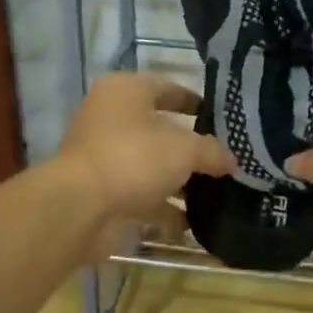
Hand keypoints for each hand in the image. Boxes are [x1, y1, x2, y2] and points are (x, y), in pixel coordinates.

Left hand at [55, 73, 233, 244]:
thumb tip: (232, 161)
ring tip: (214, 196)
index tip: (222, 120)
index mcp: (125, 91)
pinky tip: (190, 224)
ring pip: (149, 165)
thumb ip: (212, 152)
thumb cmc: (134, 158)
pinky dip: (163, 209)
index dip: (195, 101)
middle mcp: (109, 118)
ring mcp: (103, 156)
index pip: (167, 88)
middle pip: (159, 129)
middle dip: (190, 149)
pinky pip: (140, 196)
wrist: (80, 207)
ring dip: (178, 182)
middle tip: (223, 161)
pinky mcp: (101, 191)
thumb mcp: (185, 149)